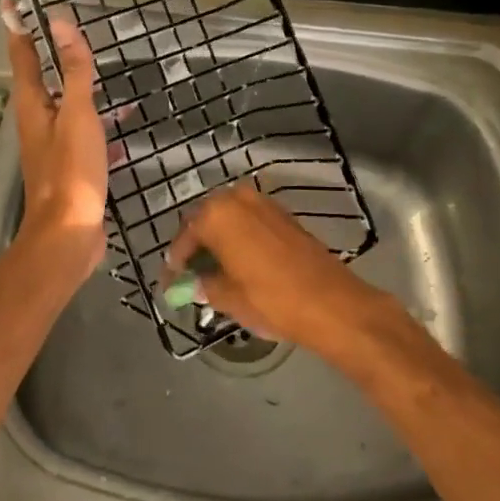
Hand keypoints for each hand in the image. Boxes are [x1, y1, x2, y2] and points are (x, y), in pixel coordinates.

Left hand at [2, 0, 107, 273]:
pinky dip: (100, 127)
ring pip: (65, 107)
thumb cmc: (71, 170)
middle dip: (49, 54)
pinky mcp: (71, 168)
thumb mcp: (76, 113)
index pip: (22, 56)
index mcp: (33, 105)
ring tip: (102, 76)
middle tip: (65, 32)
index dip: (17, 28)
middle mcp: (37, 122)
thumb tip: (59, 22)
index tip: (10, 4)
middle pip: (40, 79)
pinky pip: (85, 136)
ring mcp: (53, 146)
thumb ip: (72, 70)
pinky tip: (122, 130)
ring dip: (79, 89)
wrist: (69, 233)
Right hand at [167, 185, 381, 350]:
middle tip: (189, 276)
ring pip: (229, 220)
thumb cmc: (271, 299)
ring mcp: (264, 203)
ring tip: (213, 272)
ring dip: (218, 242)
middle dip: (196, 247)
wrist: (330, 302)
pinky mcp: (284, 215)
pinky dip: (239, 239)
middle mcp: (238, 198)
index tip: (170, 284)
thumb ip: (203, 285)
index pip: (185, 236)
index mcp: (217, 214)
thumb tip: (189, 284)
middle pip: (206, 221)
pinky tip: (238, 264)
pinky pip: (250, 222)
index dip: (175, 263)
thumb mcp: (227, 297)